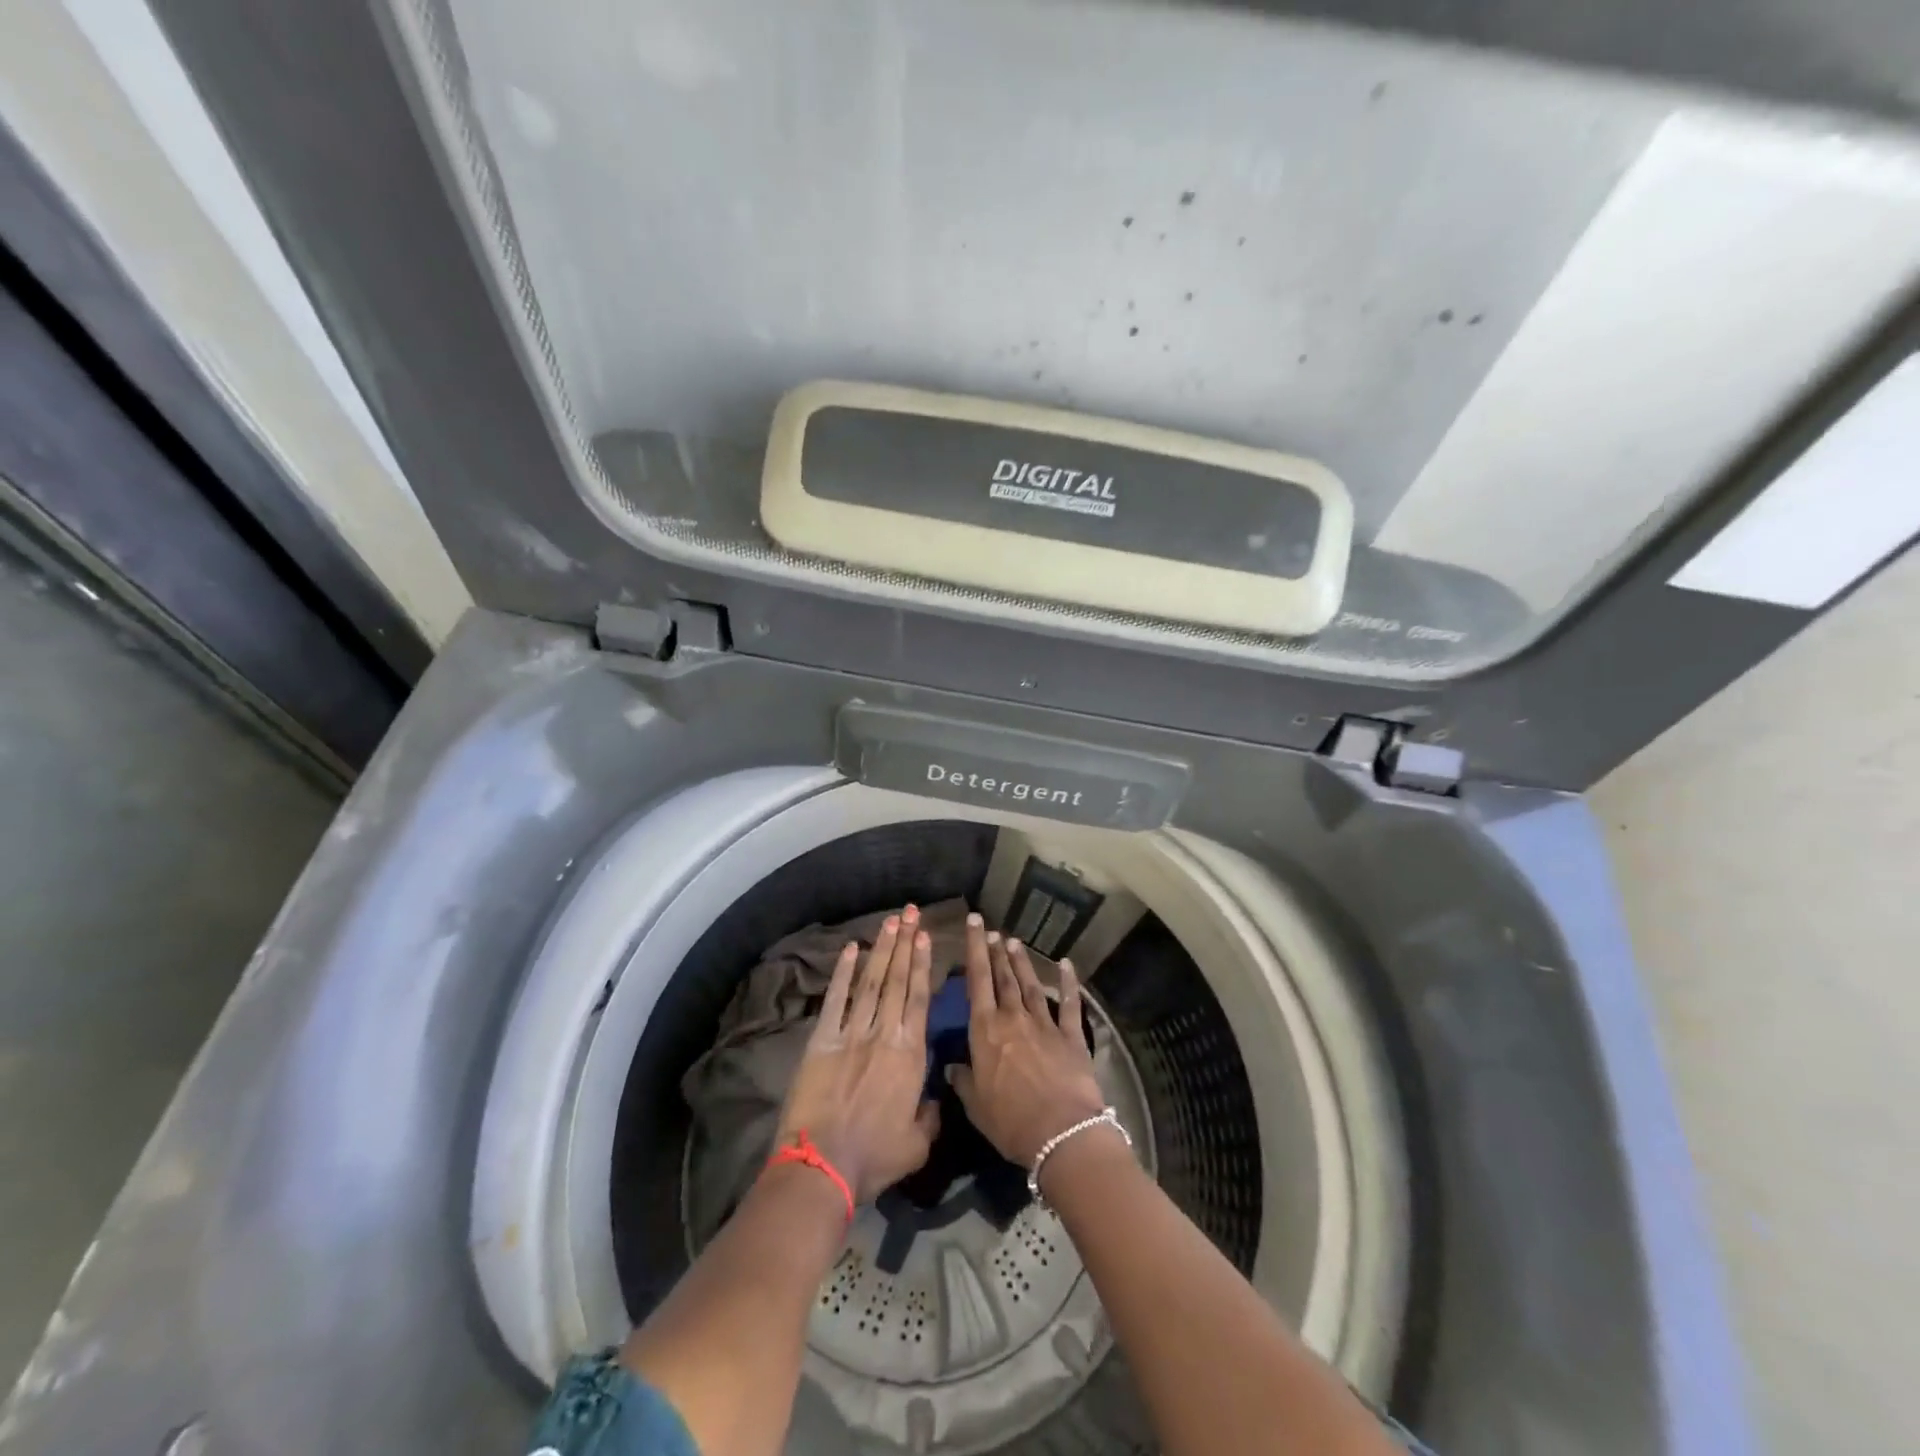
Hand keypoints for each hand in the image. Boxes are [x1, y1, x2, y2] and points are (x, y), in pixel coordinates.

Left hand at [774, 906, 939, 1202]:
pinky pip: (835, 1000)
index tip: (925, 936)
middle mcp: (884, 1034)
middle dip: (905, 943)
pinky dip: (842, 974)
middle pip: (896, 980)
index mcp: (910, 1055)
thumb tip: (937, 1099)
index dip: (922, 964)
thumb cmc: (874, 1157)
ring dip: (881, 949)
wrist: (823, 1166)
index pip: (919, 998)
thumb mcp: (918, 1144)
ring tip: (890, 921)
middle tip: (911, 912)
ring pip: (870, 982)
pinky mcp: (821, 1040)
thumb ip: (932, 1116)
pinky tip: (849, 949)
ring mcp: (851, 1033)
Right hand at [948, 915, 1108, 1168]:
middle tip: (991, 930)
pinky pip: (1070, 1004)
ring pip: (1030, 985)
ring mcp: (1045, 1024)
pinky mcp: (1071, 1036)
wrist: (1061, 1133)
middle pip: (1003, 977)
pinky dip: (1069, 983)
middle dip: (996, 951)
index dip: (974, 950)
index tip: (974, 923)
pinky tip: (1066, 965)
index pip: (977, 981)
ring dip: (1022, 962)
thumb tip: (951, 1067)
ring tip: (1014, 941)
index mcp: (985, 1030)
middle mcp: (1013, 1018)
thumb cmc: (1010, 1121)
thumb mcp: (975, 1105)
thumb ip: (962, 1080)